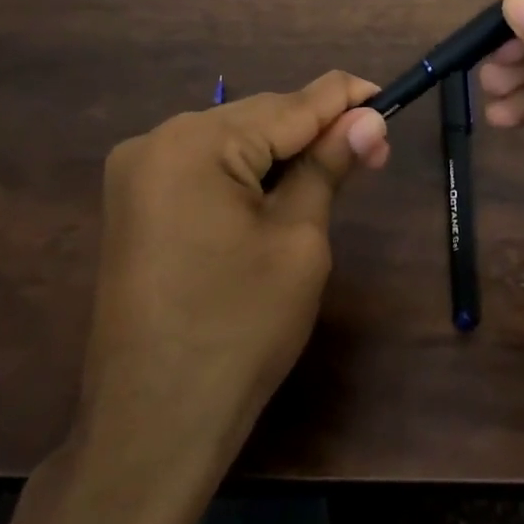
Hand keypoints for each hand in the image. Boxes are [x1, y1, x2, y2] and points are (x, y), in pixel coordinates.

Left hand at [77, 72, 390, 478]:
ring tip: (335, 171)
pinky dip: (249, 172)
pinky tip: (281, 190)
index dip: (345, 99)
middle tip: (373, 151)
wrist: (152, 425)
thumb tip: (368, 120)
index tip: (389, 98)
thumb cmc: (240, 331)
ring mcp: (138, 172)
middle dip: (316, 129)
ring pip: (233, 140)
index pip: (290, 104)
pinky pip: (206, 167)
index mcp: (196, 143)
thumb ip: (329, 167)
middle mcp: (157, 140)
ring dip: (284, 151)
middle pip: (259, 118)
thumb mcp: (299, 241)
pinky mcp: (135, 202)